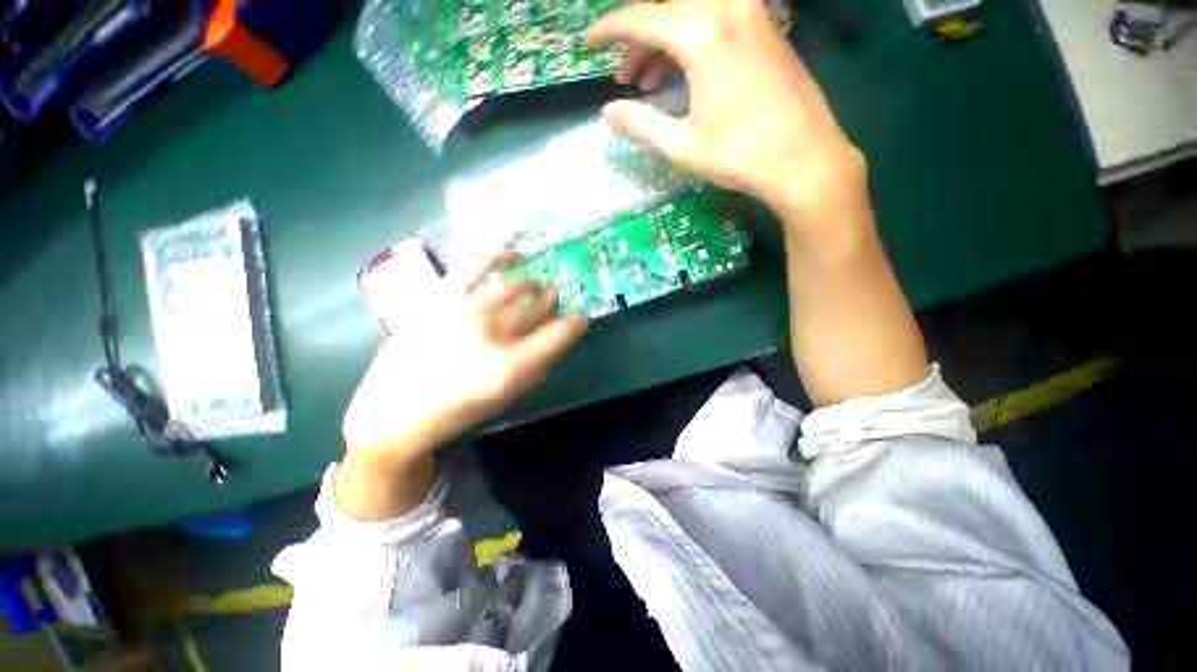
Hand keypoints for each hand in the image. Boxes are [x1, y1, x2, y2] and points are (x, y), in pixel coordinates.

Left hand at [337, 252, 587, 519]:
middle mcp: (492, 333)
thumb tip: (556, 334)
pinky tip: (514, 256)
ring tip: (535, 286)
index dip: (575, 322)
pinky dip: (500, 254)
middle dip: (553, 300)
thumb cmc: (457, 411)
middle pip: (537, 305)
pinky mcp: (442, 295)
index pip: (559, 333)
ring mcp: (465, 309)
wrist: (394, 411)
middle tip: (556, 298)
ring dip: (532, 285)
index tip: (580, 316)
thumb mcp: (507, 397)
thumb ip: (537, 364)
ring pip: (515, 285)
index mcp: (511, 366)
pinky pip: (477, 263)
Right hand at [587, 0, 866, 224]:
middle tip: (622, 78)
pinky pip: (715, 22)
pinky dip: (690, 42)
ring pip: (691, 15)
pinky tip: (682, 74)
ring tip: (646, 83)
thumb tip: (607, 113)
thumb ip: (640, 124)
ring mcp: (752, 15)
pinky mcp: (765, 29)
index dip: (608, 31)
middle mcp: (728, 10)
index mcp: (703, 35)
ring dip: (662, 43)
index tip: (587, 45)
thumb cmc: (741, 156)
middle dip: (636, 41)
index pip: (641, 19)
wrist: (806, 160)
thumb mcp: (682, 146)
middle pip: (666, 12)